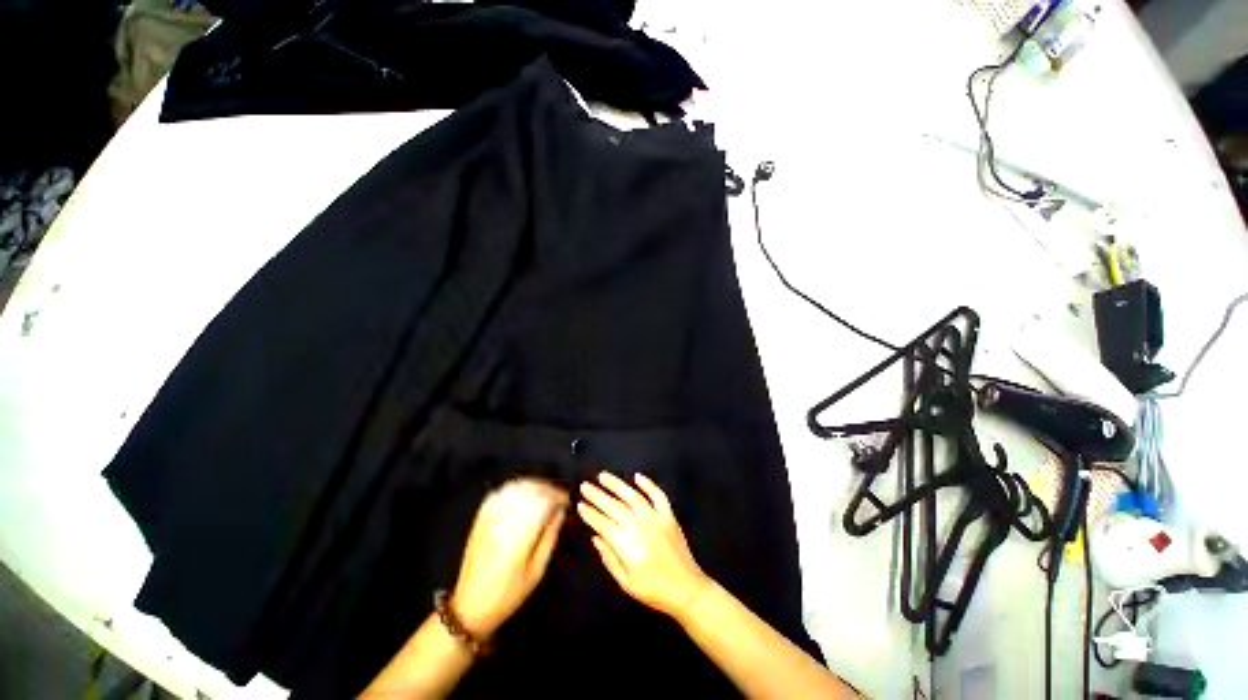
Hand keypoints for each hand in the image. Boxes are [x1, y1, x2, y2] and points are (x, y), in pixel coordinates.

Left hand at [450, 479, 568, 638]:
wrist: (469, 607)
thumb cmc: (508, 594)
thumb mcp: (537, 570)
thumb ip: (550, 537)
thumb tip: (561, 512)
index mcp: (520, 534)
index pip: (544, 500)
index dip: (559, 496)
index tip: (567, 501)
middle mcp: (504, 520)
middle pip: (531, 489)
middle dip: (549, 489)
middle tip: (559, 498)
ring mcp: (490, 517)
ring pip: (517, 486)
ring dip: (534, 486)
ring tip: (544, 495)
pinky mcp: (481, 517)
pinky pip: (501, 492)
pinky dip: (516, 488)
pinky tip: (524, 494)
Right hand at [578, 472, 710, 618]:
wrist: (687, 589)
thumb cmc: (653, 590)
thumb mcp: (626, 583)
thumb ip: (609, 558)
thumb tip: (596, 537)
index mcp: (628, 546)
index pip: (604, 524)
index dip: (591, 514)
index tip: (580, 505)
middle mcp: (640, 528)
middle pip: (615, 507)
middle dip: (598, 496)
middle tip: (585, 486)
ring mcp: (656, 519)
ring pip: (633, 497)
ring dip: (617, 485)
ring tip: (603, 476)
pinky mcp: (668, 516)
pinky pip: (658, 496)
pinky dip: (648, 484)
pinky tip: (637, 476)